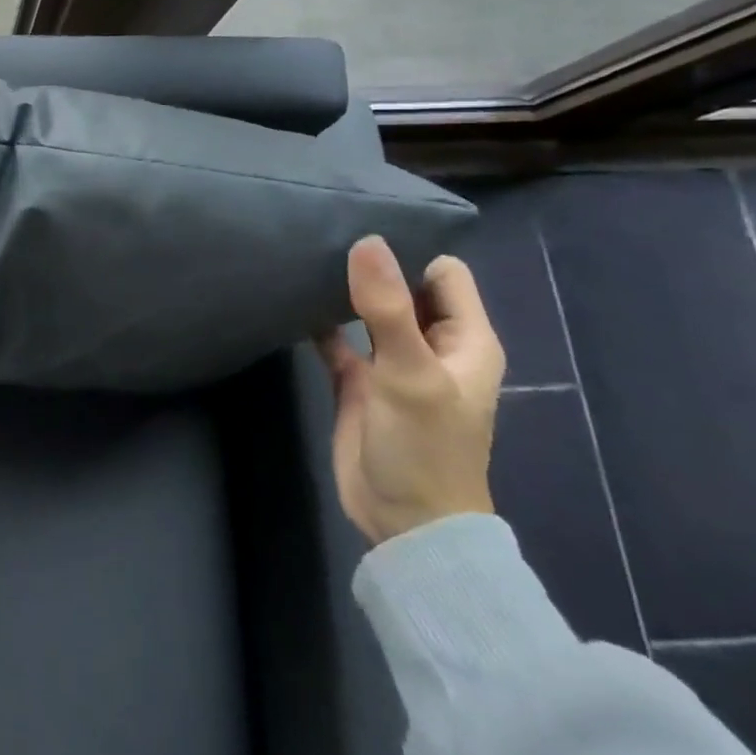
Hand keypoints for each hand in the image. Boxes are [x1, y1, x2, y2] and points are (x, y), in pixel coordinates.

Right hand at [315, 236, 504, 544]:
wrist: (404, 521)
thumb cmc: (424, 447)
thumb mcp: (410, 373)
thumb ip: (388, 308)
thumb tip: (367, 241)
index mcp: (464, 340)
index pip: (443, 274)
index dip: (410, 252)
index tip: (362, 233)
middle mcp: (431, 345)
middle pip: (403, 287)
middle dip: (372, 266)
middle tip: (322, 236)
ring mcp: (392, 363)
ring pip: (368, 311)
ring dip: (343, 292)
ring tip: (303, 258)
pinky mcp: (359, 381)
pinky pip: (337, 339)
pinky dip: (318, 321)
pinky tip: (290, 302)